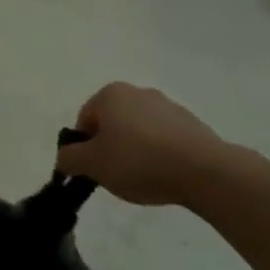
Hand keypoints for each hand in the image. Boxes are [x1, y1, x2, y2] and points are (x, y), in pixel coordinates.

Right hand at [54, 83, 231, 206]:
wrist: (205, 171)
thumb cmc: (138, 161)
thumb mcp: (91, 164)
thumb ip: (69, 158)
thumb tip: (65, 157)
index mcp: (110, 94)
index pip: (84, 121)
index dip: (85, 148)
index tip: (94, 170)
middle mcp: (138, 92)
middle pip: (112, 123)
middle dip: (111, 147)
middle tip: (116, 175)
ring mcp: (169, 106)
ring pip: (139, 131)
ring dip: (136, 151)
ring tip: (144, 178)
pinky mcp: (193, 125)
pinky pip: (165, 140)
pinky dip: (161, 154)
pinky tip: (166, 175)